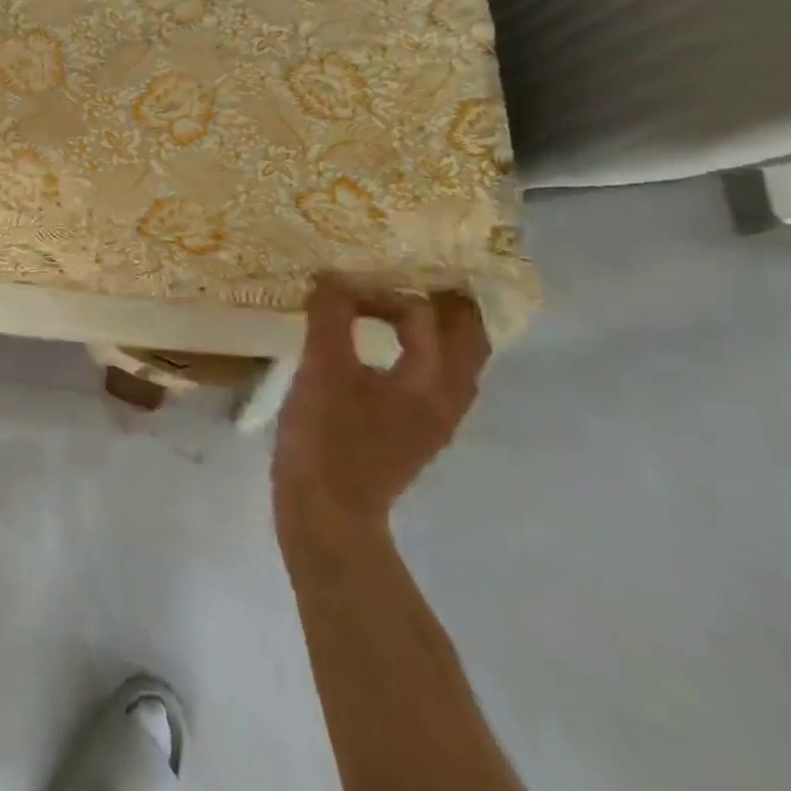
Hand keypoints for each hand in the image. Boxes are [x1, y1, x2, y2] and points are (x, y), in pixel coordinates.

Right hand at [273, 278, 489, 549]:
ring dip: (438, 329)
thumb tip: (333, 276)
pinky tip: (384, 349)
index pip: (424, 317)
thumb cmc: (327, 439)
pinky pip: (434, 379)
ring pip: (455, 362)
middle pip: (468, 340)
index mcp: (432, 382)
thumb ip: (330, 319)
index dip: (383, 294)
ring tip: (400, 305)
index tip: (342, 288)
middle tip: (409, 275)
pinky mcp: (414, 433)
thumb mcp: (322, 371)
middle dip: (445, 304)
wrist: (327, 514)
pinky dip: (422, 353)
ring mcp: (434, 421)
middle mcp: (447, 400)